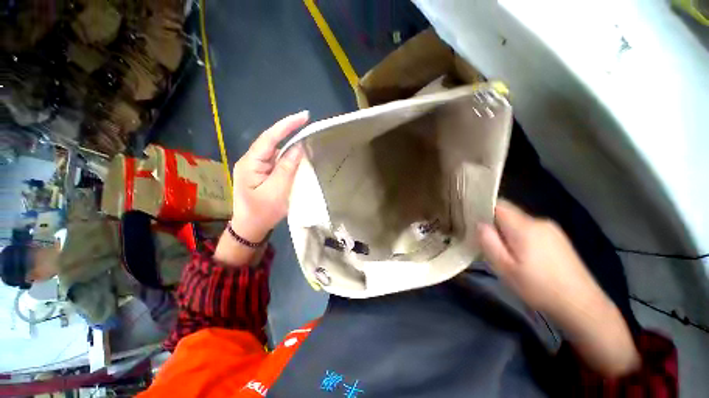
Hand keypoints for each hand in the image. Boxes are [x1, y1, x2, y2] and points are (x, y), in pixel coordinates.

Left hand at [230, 111, 308, 241]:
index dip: (287, 125)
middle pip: (272, 141)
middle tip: (309, 125)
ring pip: (276, 151)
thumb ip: (287, 168)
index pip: (269, 138)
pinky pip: (278, 161)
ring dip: (291, 144)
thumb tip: (298, 148)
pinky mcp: (264, 173)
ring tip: (308, 137)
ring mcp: (258, 167)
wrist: (250, 229)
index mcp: (251, 163)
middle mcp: (252, 161)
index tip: (304, 116)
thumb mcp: (276, 191)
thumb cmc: (262, 212)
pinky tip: (300, 154)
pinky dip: (290, 156)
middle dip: (290, 131)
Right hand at [476, 200, 599, 317]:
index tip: (472, 221)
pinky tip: (524, 256)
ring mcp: (551, 229)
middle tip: (487, 243)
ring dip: (507, 232)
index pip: (498, 205)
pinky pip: (531, 229)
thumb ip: (489, 242)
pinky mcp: (558, 238)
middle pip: (508, 213)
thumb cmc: (538, 287)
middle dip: (494, 224)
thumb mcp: (505, 267)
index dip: (483, 208)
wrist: (582, 305)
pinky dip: (520, 236)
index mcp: (524, 227)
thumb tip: (479, 223)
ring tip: (505, 253)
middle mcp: (539, 221)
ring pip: (519, 222)